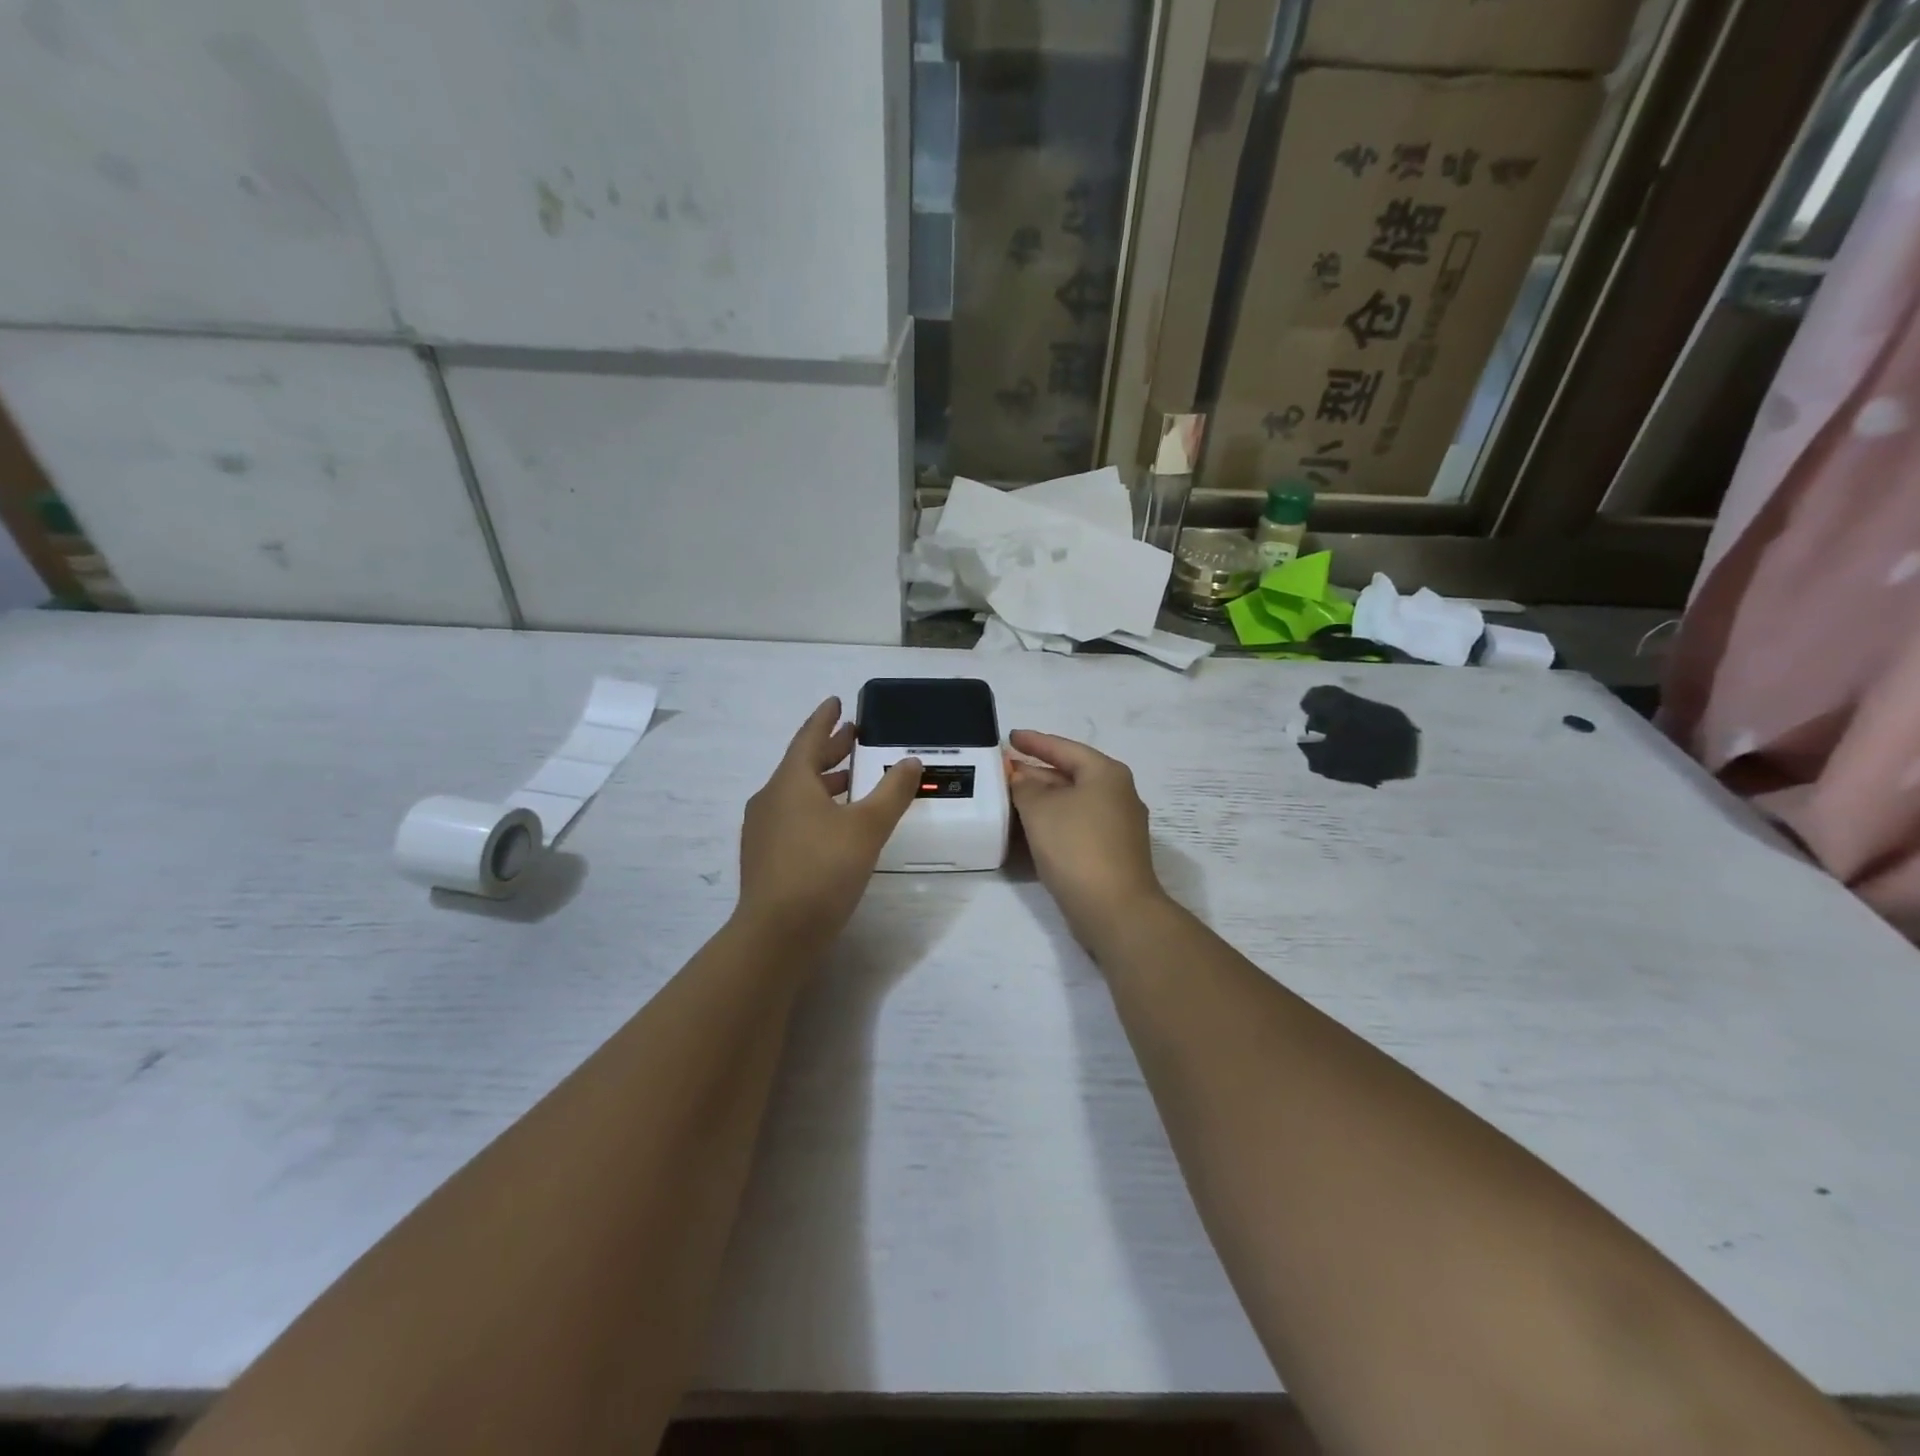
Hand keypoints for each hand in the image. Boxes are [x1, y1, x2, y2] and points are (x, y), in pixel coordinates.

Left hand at [736, 698, 921, 950]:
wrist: (777, 933)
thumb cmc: (823, 869)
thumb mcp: (867, 827)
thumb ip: (892, 791)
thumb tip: (911, 760)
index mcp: (790, 782)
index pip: (808, 738)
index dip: (825, 719)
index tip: (836, 701)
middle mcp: (770, 799)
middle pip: (802, 764)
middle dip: (829, 749)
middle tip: (853, 736)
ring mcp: (763, 830)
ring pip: (796, 792)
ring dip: (824, 780)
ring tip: (851, 778)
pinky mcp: (765, 857)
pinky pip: (792, 816)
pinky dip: (815, 806)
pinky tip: (834, 823)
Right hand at [1008, 730, 1166, 943]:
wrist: (1115, 909)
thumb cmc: (1077, 847)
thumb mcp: (1041, 809)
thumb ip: (1025, 787)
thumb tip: (1021, 777)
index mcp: (1106, 774)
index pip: (1065, 748)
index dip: (1035, 742)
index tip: (1010, 737)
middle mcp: (1118, 794)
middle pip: (1071, 774)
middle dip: (1037, 772)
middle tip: (1005, 770)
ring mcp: (1119, 826)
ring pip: (1074, 802)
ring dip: (1044, 799)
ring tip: (1011, 797)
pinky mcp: (1112, 852)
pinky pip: (1077, 825)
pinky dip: (1054, 821)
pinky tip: (1032, 829)